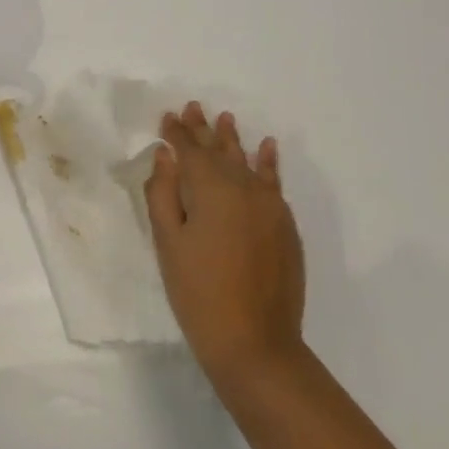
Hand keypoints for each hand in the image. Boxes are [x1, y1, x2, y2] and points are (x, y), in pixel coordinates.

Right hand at [145, 102, 305, 385]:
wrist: (254, 340)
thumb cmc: (198, 292)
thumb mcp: (168, 242)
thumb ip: (163, 193)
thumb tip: (165, 156)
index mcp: (211, 188)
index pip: (190, 150)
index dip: (177, 132)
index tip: (168, 116)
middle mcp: (244, 187)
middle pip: (220, 150)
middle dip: (204, 129)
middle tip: (194, 107)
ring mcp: (270, 206)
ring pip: (248, 161)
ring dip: (234, 140)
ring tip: (226, 119)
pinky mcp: (285, 225)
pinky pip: (274, 181)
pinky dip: (268, 162)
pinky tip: (267, 148)